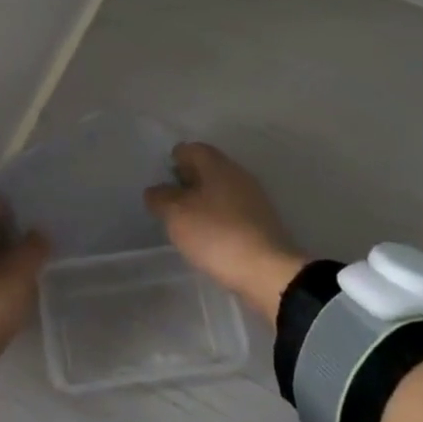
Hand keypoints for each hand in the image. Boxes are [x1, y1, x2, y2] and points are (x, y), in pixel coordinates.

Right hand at [144, 143, 304, 322]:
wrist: (267, 272)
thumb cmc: (216, 234)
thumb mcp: (176, 215)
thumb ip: (160, 198)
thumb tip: (155, 191)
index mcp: (218, 166)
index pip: (192, 149)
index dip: (175, 158)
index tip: (162, 175)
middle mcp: (238, 175)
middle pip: (208, 168)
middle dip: (188, 179)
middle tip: (169, 198)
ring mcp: (254, 199)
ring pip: (221, 190)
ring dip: (202, 199)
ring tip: (185, 220)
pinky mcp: (262, 223)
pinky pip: (232, 210)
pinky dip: (217, 217)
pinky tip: (207, 235)